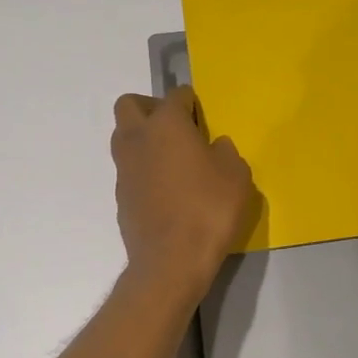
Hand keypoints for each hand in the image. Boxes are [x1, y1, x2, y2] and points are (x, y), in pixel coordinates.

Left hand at [112, 86, 255, 297]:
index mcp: (166, 125)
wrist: (171, 260)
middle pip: (130, 106)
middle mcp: (138, 139)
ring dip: (144, 140)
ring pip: (125, 138)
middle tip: (176, 127)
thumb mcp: (236, 175)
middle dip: (151, 108)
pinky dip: (144, 171)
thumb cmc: (208, 209)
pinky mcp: (121, 197)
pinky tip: (167, 191)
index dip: (190, 102)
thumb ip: (226, 152)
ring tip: (174, 160)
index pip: (175, 96)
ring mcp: (124, 169)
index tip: (202, 115)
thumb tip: (215, 146)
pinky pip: (130, 171)